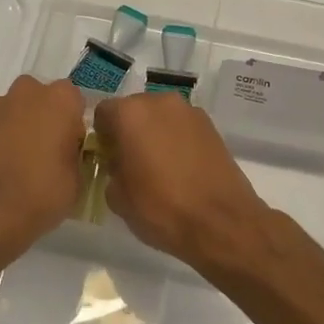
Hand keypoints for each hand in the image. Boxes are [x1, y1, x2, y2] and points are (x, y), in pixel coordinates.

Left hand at [0, 75, 87, 263]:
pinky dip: (1, 139)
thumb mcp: (77, 180)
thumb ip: (75, 155)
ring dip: (22, 127)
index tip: (73, 147)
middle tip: (49, 151)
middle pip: (43, 99)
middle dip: (47, 118)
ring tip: (23, 162)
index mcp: (61, 99)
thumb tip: (67, 154)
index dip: (75, 125)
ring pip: (18, 110)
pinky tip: (3, 166)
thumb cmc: (41, 192)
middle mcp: (28, 92)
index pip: (76, 101)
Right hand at [93, 92, 270, 269]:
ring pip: (161, 118)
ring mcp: (190, 112)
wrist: (220, 221)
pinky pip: (182, 128)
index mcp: (130, 114)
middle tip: (132, 163)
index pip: (103, 113)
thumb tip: (119, 164)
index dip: (103, 137)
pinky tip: (182, 169)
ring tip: (160, 168)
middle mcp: (160, 102)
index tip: (108, 159)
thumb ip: (111, 170)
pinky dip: (177, 141)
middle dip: (130, 131)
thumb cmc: (160, 207)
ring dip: (155, 134)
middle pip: (134, 110)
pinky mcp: (212, 126)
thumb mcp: (117, 197)